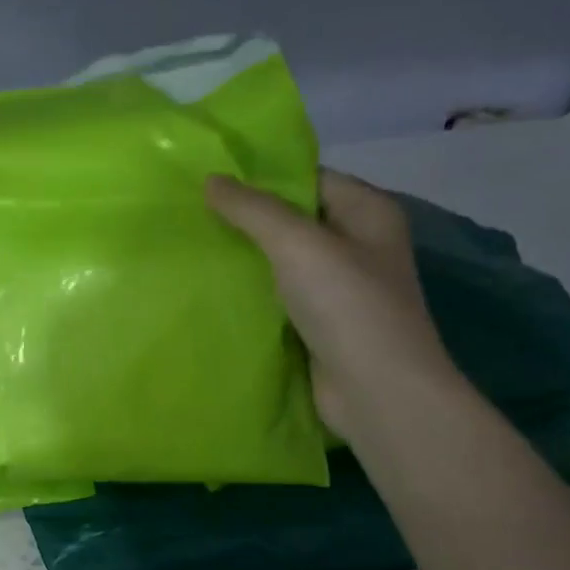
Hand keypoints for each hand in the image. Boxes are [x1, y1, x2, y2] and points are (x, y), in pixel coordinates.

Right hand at [206, 169, 458, 432]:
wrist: (376, 392)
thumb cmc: (347, 306)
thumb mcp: (298, 244)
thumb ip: (253, 210)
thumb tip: (211, 180)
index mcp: (368, 212)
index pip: (310, 179)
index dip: (263, 177)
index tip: (211, 179)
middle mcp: (358, 245)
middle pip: (295, 221)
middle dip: (248, 220)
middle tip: (193, 214)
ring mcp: (340, 289)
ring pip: (283, 263)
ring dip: (246, 260)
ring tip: (195, 248)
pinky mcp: (321, 325)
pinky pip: (280, 298)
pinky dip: (253, 295)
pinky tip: (214, 291)